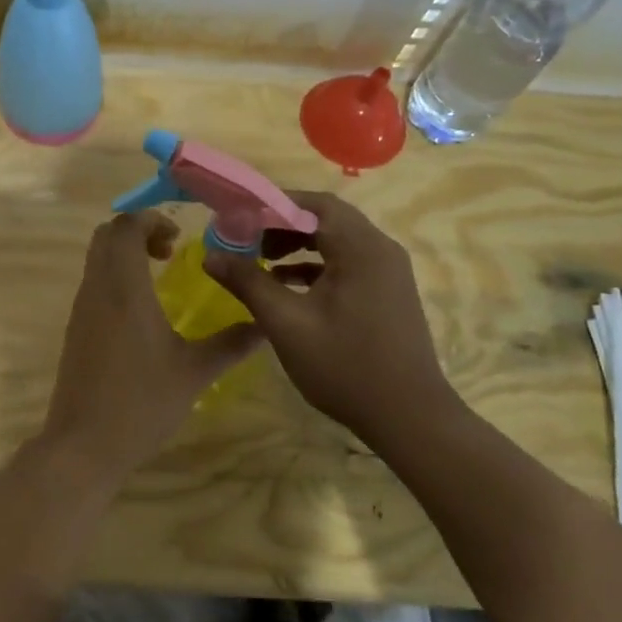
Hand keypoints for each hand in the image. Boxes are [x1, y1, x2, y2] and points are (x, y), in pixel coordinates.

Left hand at [43, 213, 264, 472]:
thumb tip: (266, 325)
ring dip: (124, 254)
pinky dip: (114, 277)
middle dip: (137, 232)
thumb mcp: (194, 373)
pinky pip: (92, 283)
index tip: (179, 240)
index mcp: (124, 288)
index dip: (151, 221)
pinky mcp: (75, 329)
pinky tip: (140, 311)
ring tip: (158, 277)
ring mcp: (81, 309)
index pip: (126, 227)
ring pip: (96, 259)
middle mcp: (97, 289)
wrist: (84, 444)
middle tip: (169, 252)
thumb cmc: (141, 402)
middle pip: (106, 235)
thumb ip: (231, 344)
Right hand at [204, 191, 457, 444]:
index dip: (273, 203)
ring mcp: (388, 272)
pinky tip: (288, 286)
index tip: (238, 215)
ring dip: (299, 245)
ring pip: (338, 242)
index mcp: (361, 248)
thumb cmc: (345, 366)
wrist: (410, 418)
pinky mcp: (388, 293)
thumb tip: (211, 255)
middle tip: (247, 239)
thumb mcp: (286, 323)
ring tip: (261, 261)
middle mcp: (380, 250)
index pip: (315, 204)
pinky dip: (317, 266)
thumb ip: (248, 283)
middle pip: (327, 219)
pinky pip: (348, 263)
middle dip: (283, 224)